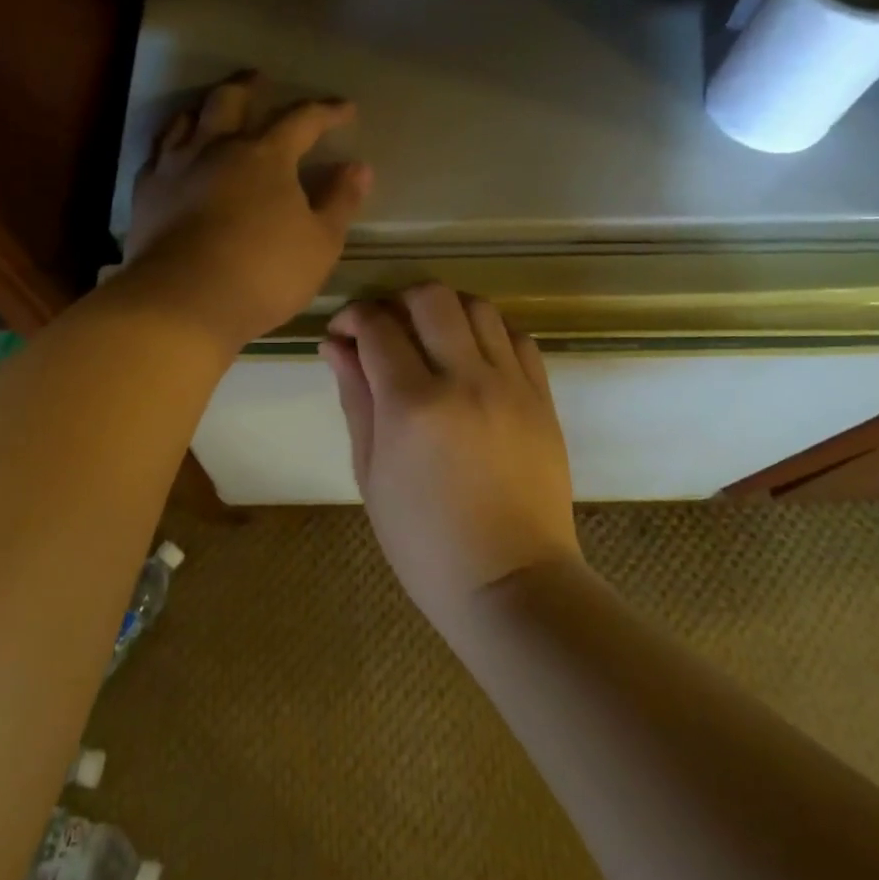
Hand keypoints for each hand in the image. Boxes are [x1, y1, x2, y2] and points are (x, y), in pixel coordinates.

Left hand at [123, 73, 370, 351]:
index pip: (302, 120)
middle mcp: (217, 147)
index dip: (326, 112)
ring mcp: (175, 166)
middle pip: (230, 100)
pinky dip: (171, 143)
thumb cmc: (263, 274)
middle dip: (249, 85)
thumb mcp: (319, 244)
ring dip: (204, 107)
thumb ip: (340, 202)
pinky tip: (173, 153)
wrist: (182, 302)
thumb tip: (359, 167)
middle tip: (259, 78)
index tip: (344, 108)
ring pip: (186, 119)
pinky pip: (157, 152)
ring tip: (212, 108)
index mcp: (265, 156)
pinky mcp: (146, 191)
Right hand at [324, 284, 580, 629]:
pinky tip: (474, 357)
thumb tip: (336, 346)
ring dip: (445, 310)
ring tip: (431, 337)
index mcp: (412, 404)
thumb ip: (355, 399)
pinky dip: (489, 332)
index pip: (377, 326)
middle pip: (432, 297)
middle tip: (387, 327)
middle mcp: (464, 380)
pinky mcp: (542, 398)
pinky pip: (518, 338)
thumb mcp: (371, 473)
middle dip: (398, 299)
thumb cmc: (424, 541)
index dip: (353, 317)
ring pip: (479, 307)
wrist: (511, 582)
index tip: (344, 332)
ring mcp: (511, 385)